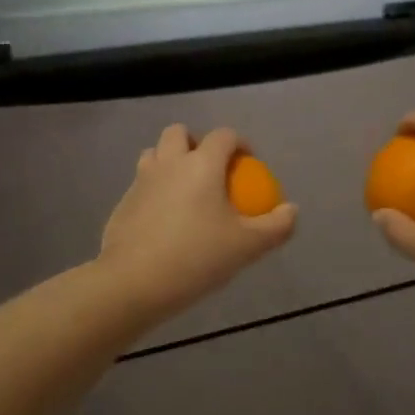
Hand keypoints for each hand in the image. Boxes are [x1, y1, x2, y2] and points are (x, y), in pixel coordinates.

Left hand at [98, 125, 296, 317]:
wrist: (132, 282)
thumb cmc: (196, 258)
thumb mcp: (246, 247)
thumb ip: (275, 226)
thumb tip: (291, 209)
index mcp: (201, 164)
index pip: (223, 136)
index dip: (240, 143)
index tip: (248, 163)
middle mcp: (169, 162)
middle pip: (179, 133)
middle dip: (196, 142)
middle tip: (211, 170)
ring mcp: (141, 180)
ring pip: (154, 153)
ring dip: (170, 161)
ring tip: (185, 190)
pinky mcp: (122, 202)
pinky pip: (141, 184)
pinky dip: (154, 190)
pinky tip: (164, 220)